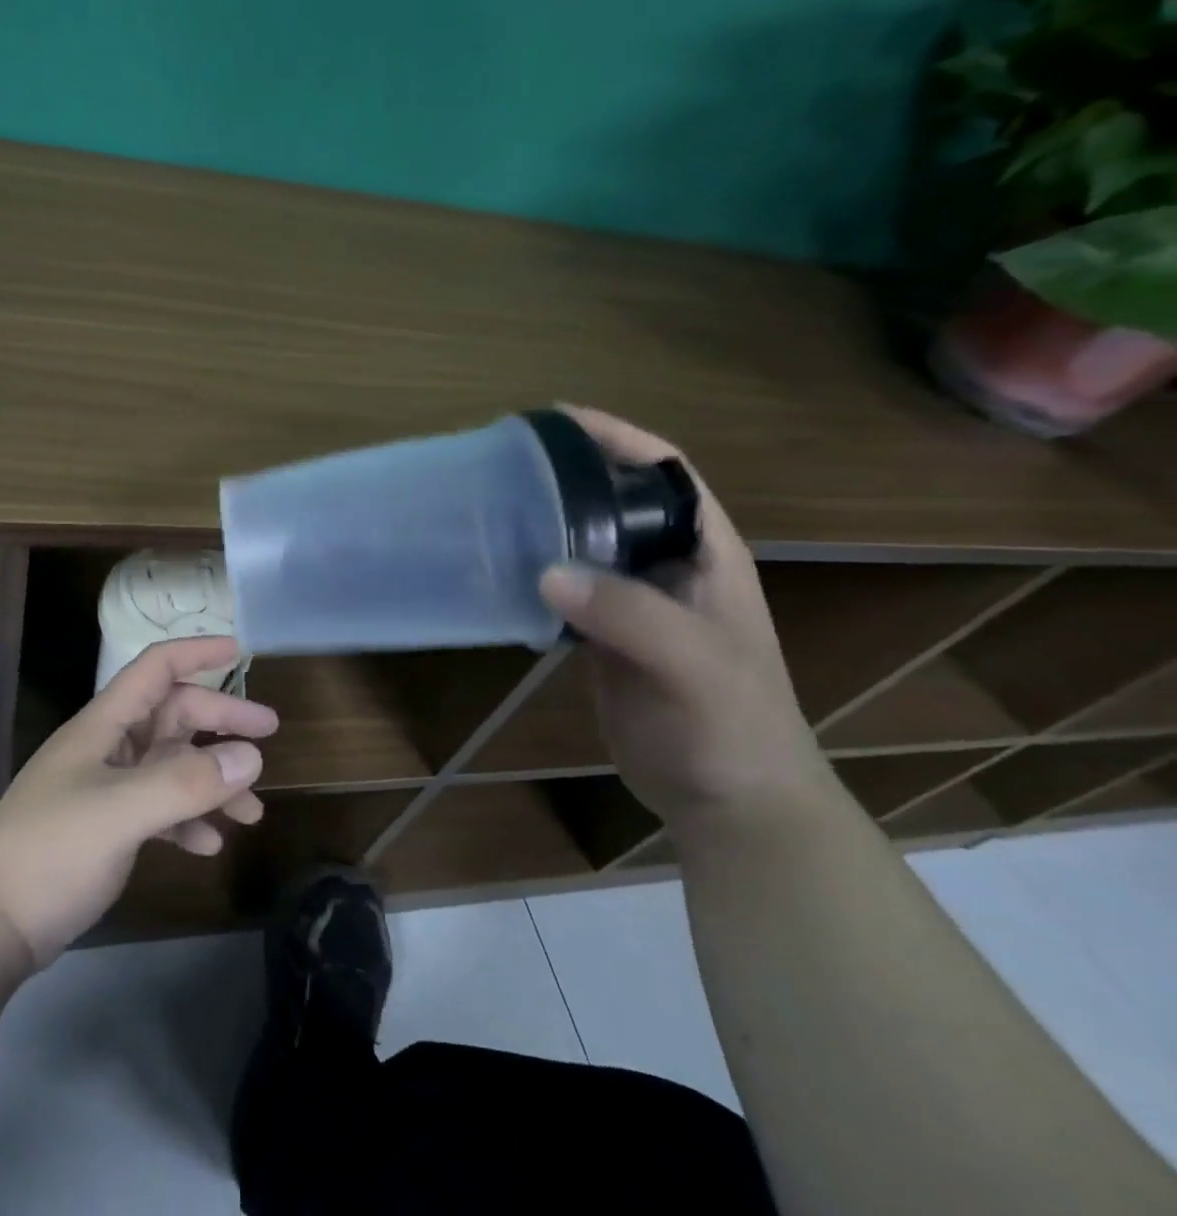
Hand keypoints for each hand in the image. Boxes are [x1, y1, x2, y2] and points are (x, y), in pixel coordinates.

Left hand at [0, 637, 277, 966]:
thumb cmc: (49, 850)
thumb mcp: (119, 811)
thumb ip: (184, 782)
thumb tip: (250, 757)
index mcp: (105, 725)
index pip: (156, 668)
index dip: (197, 652)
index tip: (241, 651)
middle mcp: (110, 748)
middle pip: (174, 717)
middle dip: (221, 723)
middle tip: (268, 740)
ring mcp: (108, 789)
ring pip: (173, 767)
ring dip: (213, 782)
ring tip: (252, 813)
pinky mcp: (108, 829)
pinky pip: (161, 810)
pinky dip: (189, 821)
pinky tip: (209, 846)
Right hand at [537, 407, 834, 829]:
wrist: (731, 804)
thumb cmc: (732, 726)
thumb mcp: (695, 664)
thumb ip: (630, 614)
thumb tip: (546, 572)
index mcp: (705, 552)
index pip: (663, 471)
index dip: (615, 437)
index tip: (554, 420)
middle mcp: (668, 566)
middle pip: (614, 501)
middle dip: (566, 475)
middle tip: (505, 463)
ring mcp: (635, 602)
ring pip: (584, 544)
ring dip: (544, 523)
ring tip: (492, 505)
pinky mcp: (605, 636)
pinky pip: (566, 590)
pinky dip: (534, 573)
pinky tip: (498, 568)